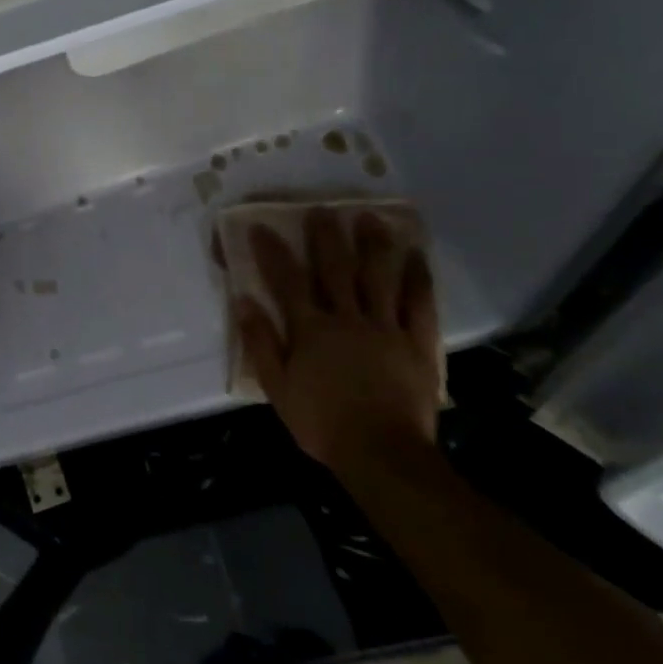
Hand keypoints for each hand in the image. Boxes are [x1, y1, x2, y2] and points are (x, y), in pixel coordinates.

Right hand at [234, 208, 442, 474]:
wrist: (381, 454)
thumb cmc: (322, 422)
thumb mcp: (277, 387)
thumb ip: (261, 342)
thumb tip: (243, 301)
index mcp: (310, 329)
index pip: (287, 281)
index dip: (273, 252)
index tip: (262, 227)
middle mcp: (347, 319)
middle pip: (336, 270)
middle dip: (327, 237)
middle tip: (323, 209)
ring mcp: (385, 329)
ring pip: (379, 278)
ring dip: (374, 245)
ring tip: (371, 218)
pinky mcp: (417, 345)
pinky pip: (419, 305)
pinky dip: (418, 279)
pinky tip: (416, 257)